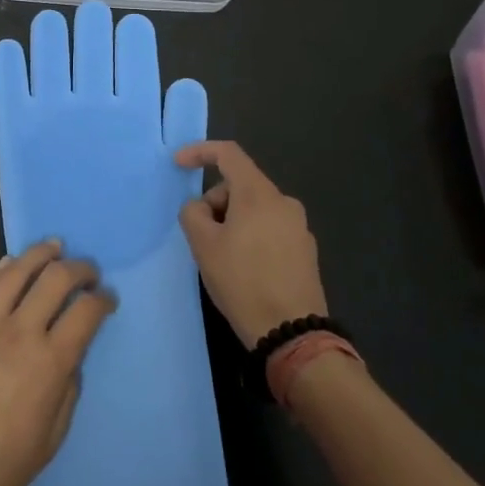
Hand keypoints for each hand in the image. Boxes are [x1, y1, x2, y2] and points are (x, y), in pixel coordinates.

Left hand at [0, 240, 115, 485]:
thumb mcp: (51, 439)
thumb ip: (67, 390)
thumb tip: (70, 358)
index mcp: (49, 363)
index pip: (85, 313)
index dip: (102, 300)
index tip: (108, 299)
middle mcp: (20, 333)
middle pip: (56, 279)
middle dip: (79, 268)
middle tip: (88, 271)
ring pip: (17, 271)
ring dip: (41, 254)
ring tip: (54, 247)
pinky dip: (3, 269)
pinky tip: (13, 262)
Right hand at [177, 141, 328, 348]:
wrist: (292, 333)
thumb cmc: (243, 281)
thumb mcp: (203, 245)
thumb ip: (193, 213)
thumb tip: (200, 208)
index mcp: (259, 193)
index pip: (228, 153)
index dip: (199, 152)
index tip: (179, 164)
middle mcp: (284, 202)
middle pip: (240, 184)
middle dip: (215, 201)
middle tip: (201, 235)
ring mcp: (299, 226)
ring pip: (255, 208)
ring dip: (232, 221)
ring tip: (222, 257)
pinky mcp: (306, 250)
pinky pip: (270, 228)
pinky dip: (251, 236)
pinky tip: (245, 269)